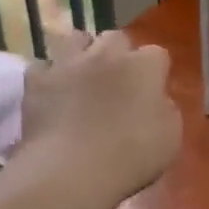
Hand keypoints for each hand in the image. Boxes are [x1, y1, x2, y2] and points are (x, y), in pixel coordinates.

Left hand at [19, 29, 180, 204]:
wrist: (71, 170)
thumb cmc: (131, 156)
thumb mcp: (170, 138)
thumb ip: (165, 110)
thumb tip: (156, 101)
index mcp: (144, 66)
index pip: (157, 54)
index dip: (155, 72)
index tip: (152, 92)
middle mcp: (107, 54)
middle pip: (116, 38)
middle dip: (118, 54)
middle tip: (117, 81)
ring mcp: (69, 63)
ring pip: (77, 39)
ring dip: (82, 53)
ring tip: (82, 76)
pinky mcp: (37, 80)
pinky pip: (42, 66)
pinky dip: (48, 76)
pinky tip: (52, 93)